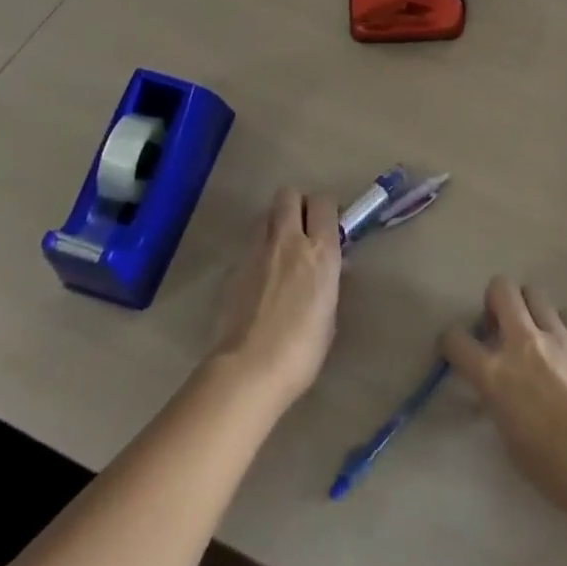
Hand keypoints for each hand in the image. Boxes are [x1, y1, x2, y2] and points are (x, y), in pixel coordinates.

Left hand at [211, 187, 341, 410]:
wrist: (248, 371)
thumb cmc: (301, 350)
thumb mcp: (329, 314)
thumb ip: (330, 282)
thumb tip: (334, 267)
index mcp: (320, 250)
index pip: (324, 202)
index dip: (327, 208)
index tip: (330, 224)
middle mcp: (288, 240)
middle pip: (289, 194)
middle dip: (297, 204)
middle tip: (303, 229)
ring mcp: (256, 251)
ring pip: (265, 215)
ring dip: (274, 224)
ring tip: (280, 251)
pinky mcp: (232, 267)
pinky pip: (248, 245)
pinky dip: (257, 252)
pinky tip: (259, 279)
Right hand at [442, 277, 566, 517]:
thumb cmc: (555, 468)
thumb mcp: (511, 438)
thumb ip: (500, 400)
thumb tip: (500, 386)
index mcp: (496, 374)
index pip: (456, 340)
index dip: (452, 342)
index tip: (458, 350)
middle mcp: (522, 343)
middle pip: (501, 289)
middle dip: (495, 301)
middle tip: (502, 325)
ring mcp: (557, 335)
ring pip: (535, 294)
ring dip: (530, 310)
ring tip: (538, 335)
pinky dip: (563, 330)